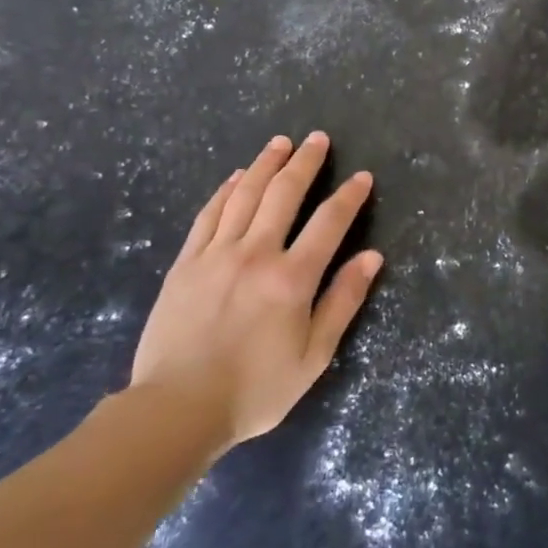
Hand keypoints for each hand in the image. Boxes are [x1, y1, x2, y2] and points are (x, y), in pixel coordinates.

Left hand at [131, 132, 381, 449]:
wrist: (175, 409)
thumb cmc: (255, 388)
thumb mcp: (314, 354)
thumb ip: (343, 301)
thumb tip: (372, 257)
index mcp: (292, 278)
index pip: (329, 223)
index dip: (349, 196)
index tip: (362, 177)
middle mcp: (255, 254)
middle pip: (283, 195)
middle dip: (305, 163)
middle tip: (317, 139)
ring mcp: (215, 255)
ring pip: (244, 196)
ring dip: (265, 165)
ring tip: (280, 143)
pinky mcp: (185, 264)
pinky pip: (208, 215)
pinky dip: (225, 191)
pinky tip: (237, 177)